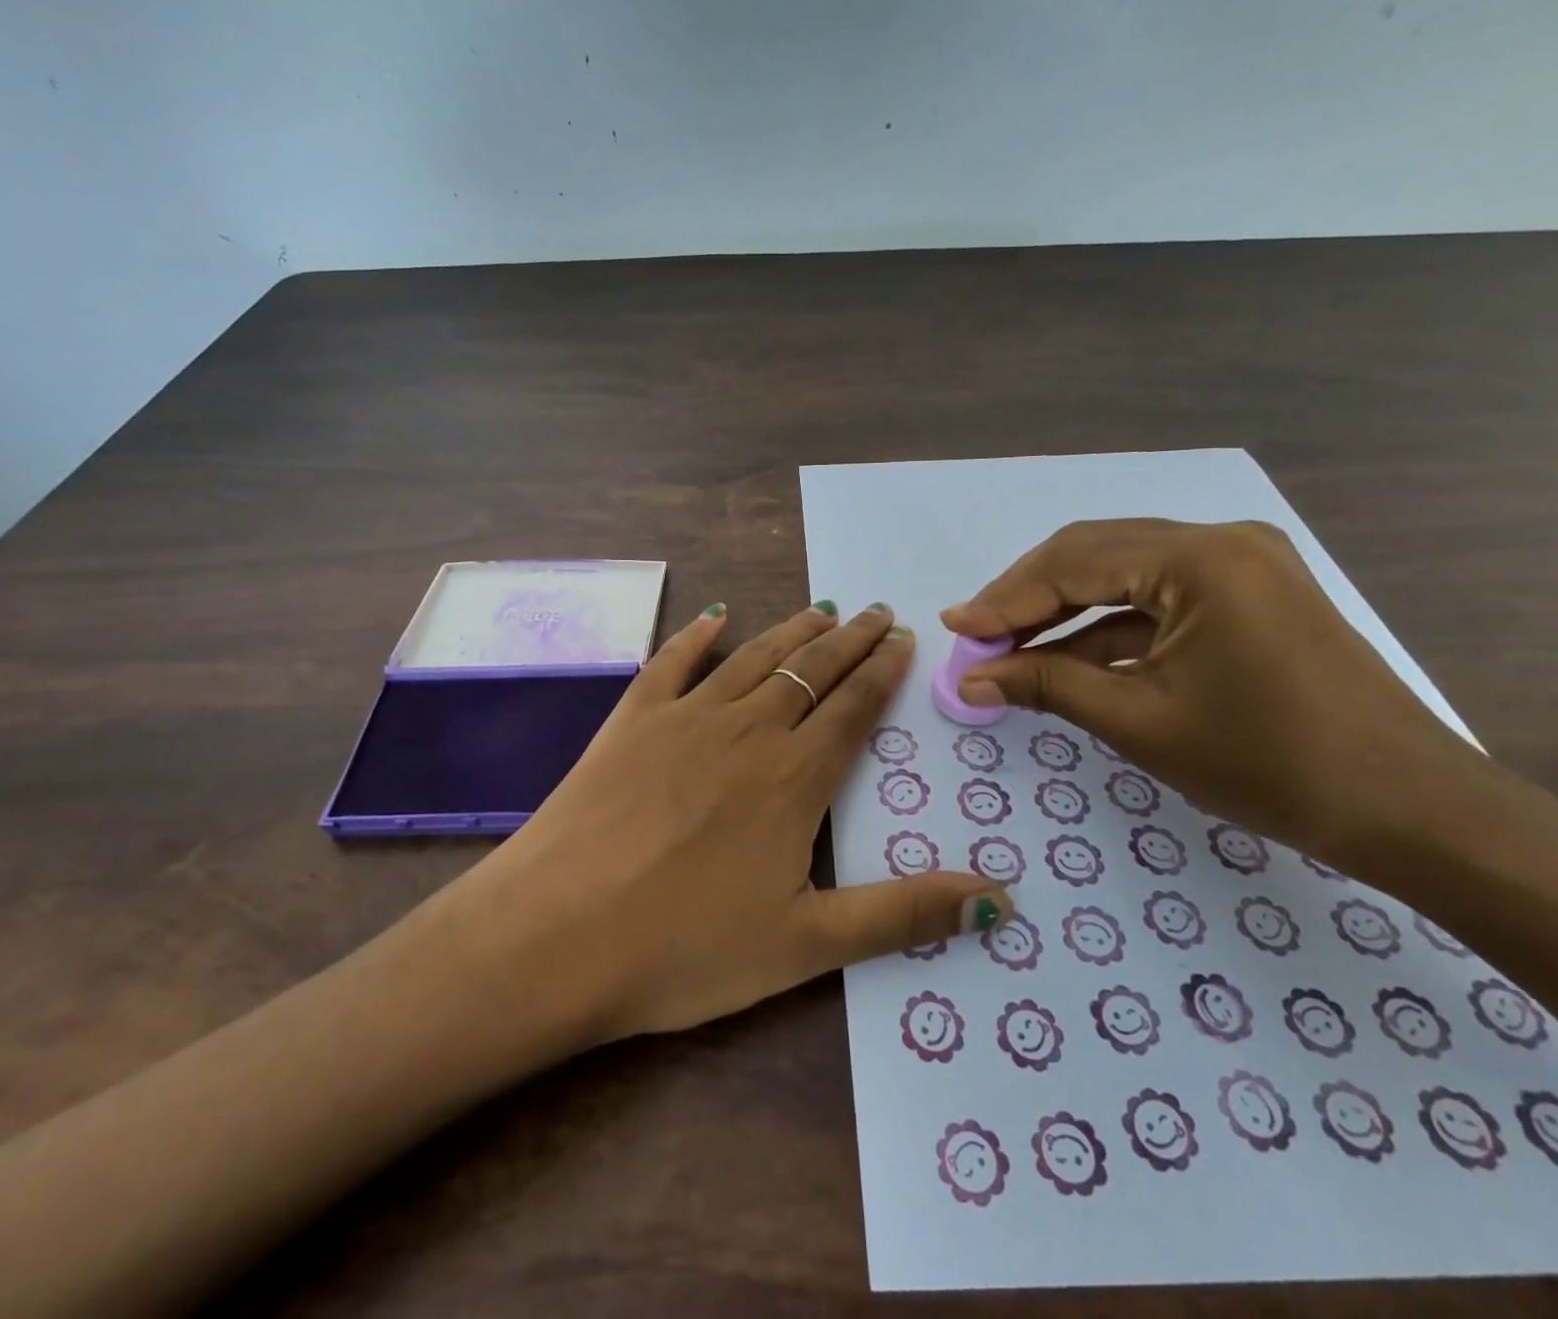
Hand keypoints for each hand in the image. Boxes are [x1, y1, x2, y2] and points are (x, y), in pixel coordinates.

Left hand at [474, 602, 1012, 1041]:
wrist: (556, 935)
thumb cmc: (684, 948)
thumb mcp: (806, 945)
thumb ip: (903, 914)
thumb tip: (1001, 900)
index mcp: (793, 779)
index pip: (854, 708)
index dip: (884, 671)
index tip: (905, 639)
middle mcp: (747, 731)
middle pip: (811, 671)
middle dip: (850, 640)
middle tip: (878, 611)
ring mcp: (684, 718)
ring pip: (754, 658)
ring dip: (792, 631)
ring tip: (822, 609)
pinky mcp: (631, 720)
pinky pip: (672, 661)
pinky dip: (698, 634)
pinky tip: (715, 615)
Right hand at [941, 519, 1500, 874]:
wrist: (1409, 810)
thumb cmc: (1268, 764)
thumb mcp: (1139, 721)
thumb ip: (1045, 684)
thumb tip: (969, 680)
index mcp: (1199, 558)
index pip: (1072, 563)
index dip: (1005, 598)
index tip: (954, 627)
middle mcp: (1220, 540)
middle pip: (1093, 554)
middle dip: (1028, 597)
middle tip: (977, 636)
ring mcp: (1241, 563)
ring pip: (1122, 573)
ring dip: (1063, 611)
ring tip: (1009, 648)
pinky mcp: (1249, 593)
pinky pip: (1158, 597)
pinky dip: (1107, 627)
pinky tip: (1066, 658)